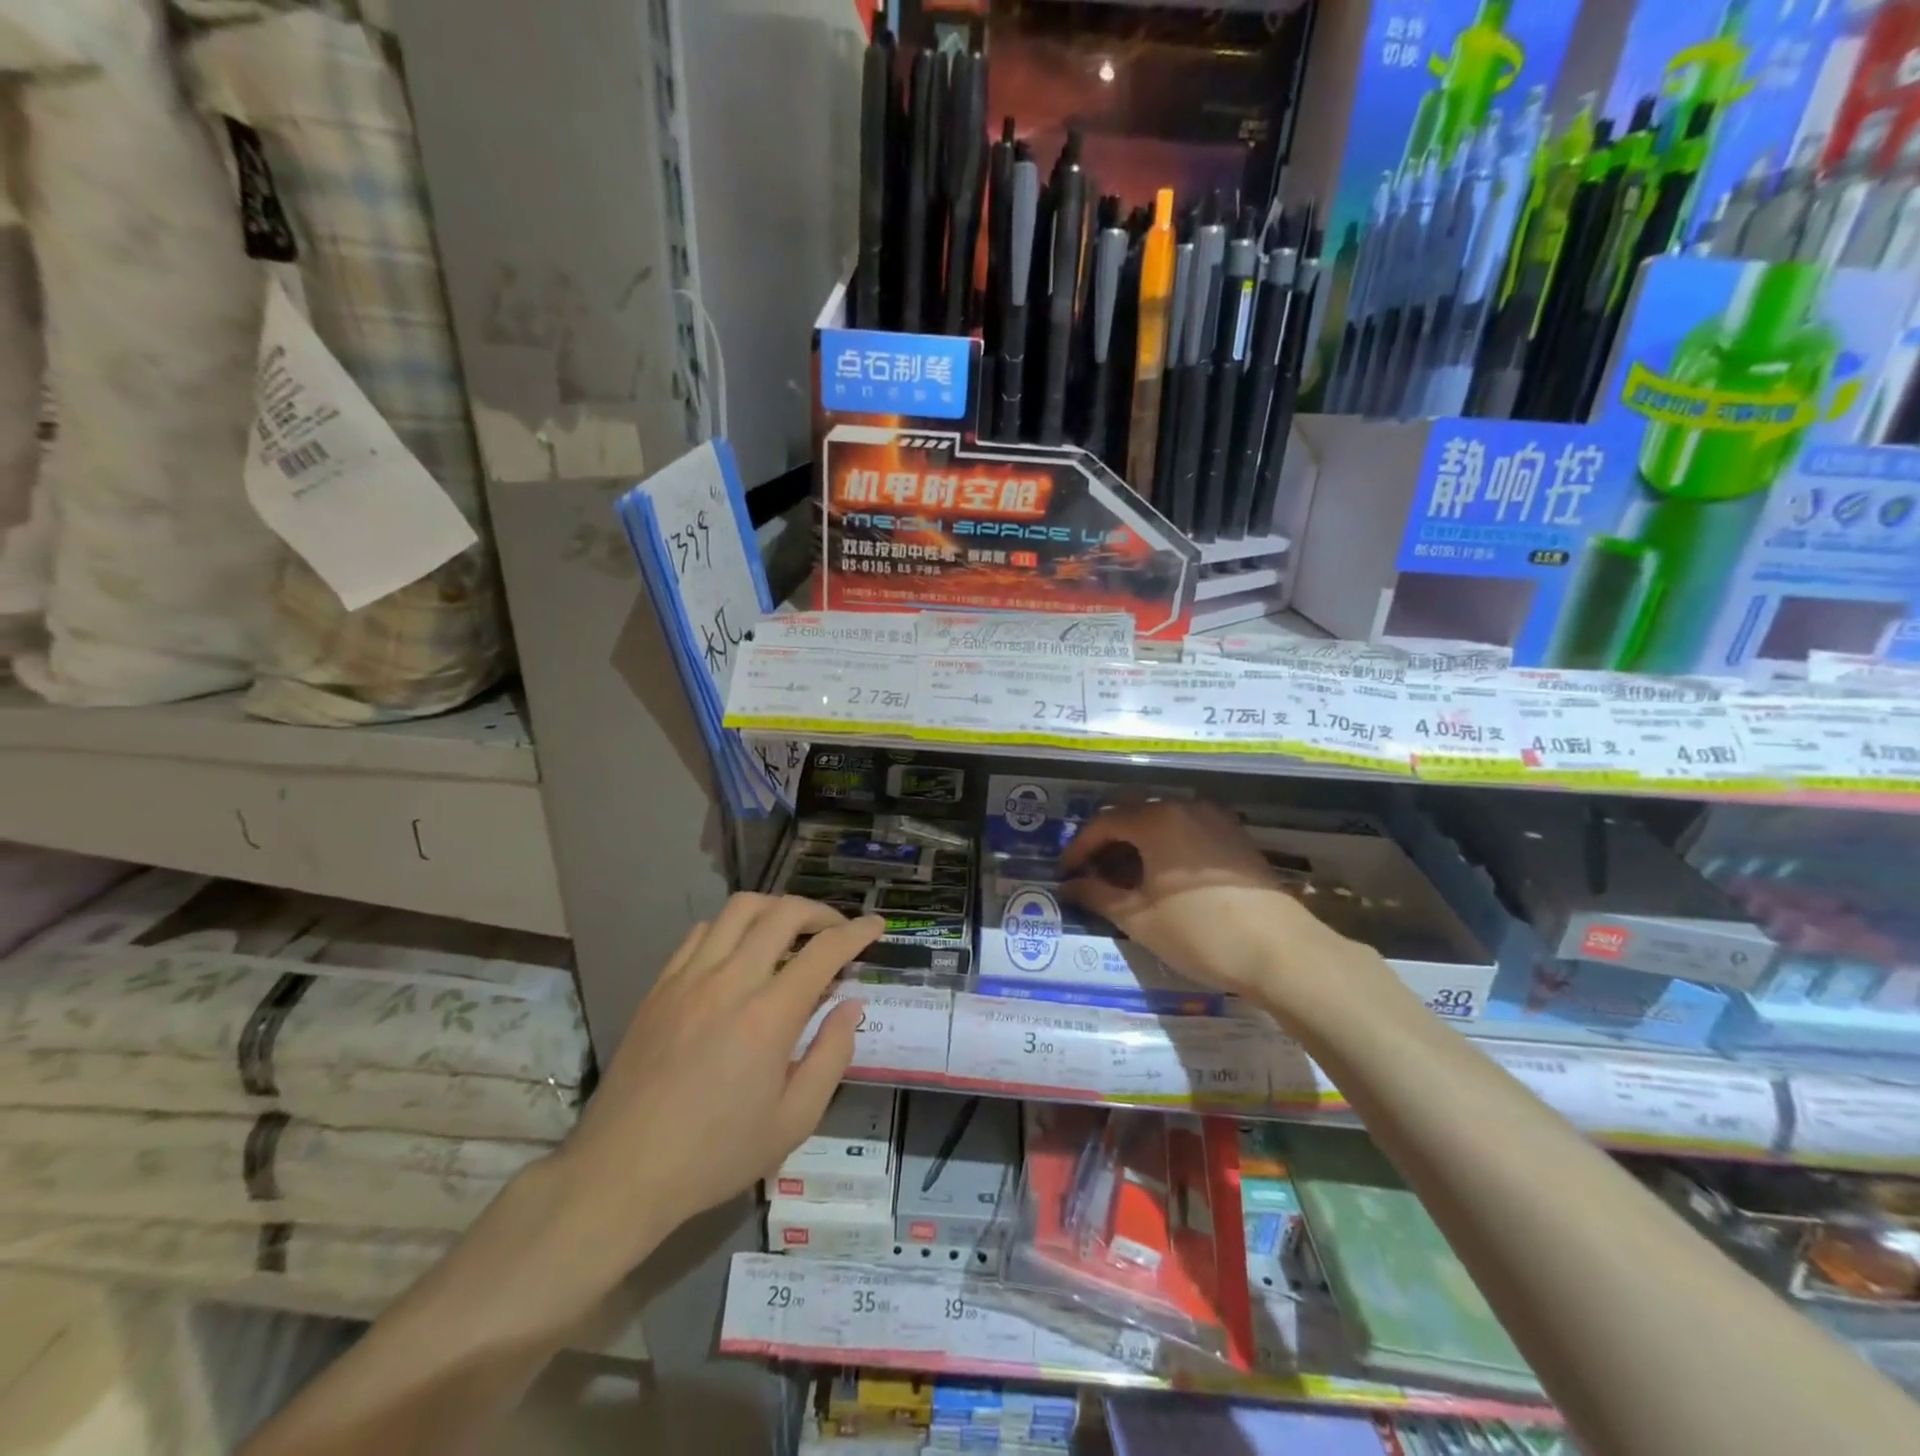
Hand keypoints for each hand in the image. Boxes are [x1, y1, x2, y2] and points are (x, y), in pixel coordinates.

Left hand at [537, 895, 881, 1300]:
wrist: (621, 1173)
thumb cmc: (715, 1155)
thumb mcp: (793, 1122)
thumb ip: (831, 1056)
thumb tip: (850, 1006)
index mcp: (768, 1016)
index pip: (824, 951)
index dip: (857, 933)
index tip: (876, 927)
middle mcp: (730, 981)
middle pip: (783, 913)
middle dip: (820, 911)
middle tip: (837, 930)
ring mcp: (689, 977)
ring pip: (739, 909)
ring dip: (775, 909)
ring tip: (791, 932)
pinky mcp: (661, 985)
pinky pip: (702, 932)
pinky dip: (732, 927)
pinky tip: (740, 952)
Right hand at [1060, 800, 1348, 1001]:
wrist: (1281, 952)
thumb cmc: (1199, 933)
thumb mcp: (1139, 918)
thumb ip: (1097, 895)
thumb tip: (1070, 885)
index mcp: (1156, 820)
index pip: (1103, 823)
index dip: (1079, 847)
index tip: (1066, 873)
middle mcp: (1184, 808)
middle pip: (1132, 816)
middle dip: (1107, 843)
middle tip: (1092, 875)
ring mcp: (1215, 819)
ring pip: (1161, 823)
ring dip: (1137, 845)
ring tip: (1126, 880)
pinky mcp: (1235, 838)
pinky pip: (1187, 831)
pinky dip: (1166, 847)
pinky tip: (1164, 878)